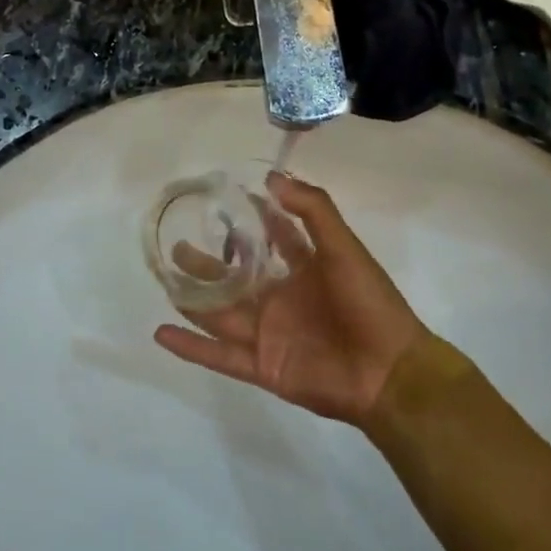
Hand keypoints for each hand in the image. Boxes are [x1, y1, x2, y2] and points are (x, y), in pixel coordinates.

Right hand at [153, 173, 426, 426]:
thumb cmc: (368, 303)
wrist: (389, 373)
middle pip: (235, 277)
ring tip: (163, 277)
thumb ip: (312, 210)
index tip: (221, 198)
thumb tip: (272, 177)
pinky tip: (161, 333)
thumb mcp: (343, 247)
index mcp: (304, 270)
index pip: (271, 238)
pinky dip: (190, 347)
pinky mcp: (262, 366)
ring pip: (220, 312)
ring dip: (192, 298)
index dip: (250, 218)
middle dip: (207, 261)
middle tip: (177, 242)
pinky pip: (219, 354)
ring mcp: (269, 334)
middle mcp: (281, 299)